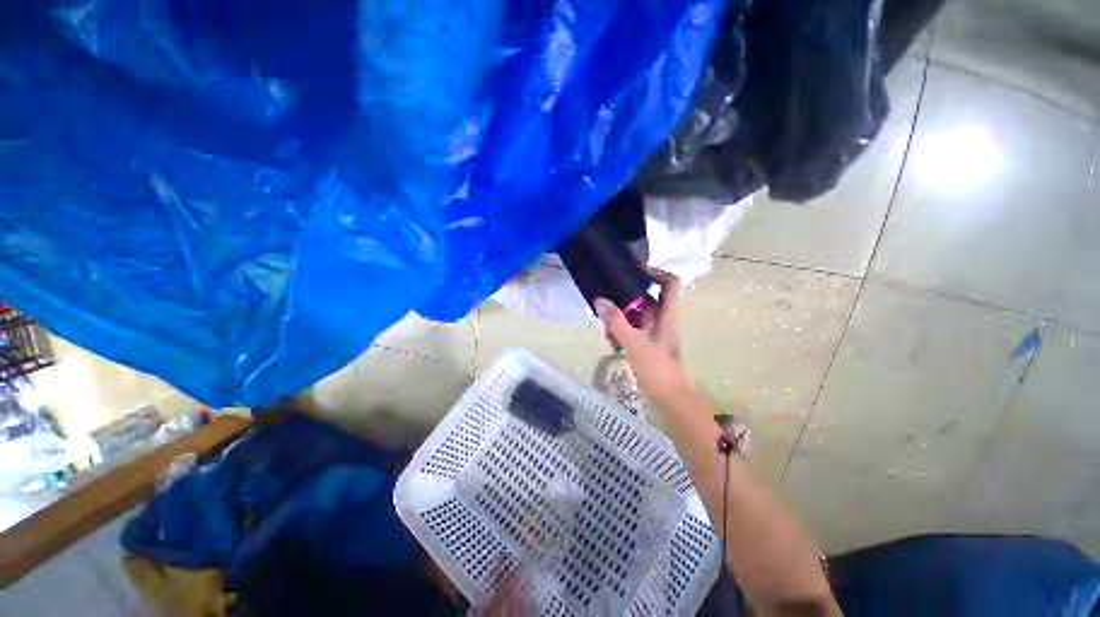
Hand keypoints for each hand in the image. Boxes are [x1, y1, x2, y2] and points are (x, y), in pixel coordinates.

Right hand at [594, 266, 692, 406]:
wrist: (670, 398)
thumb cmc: (657, 368)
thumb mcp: (633, 342)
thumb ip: (616, 321)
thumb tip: (599, 299)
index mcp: (667, 314)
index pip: (670, 282)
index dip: (655, 271)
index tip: (633, 270)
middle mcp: (663, 319)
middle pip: (646, 298)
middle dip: (625, 300)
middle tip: (608, 304)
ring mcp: (655, 332)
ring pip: (637, 315)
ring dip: (620, 319)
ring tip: (606, 332)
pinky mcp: (648, 343)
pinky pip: (633, 329)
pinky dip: (622, 332)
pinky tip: (611, 343)